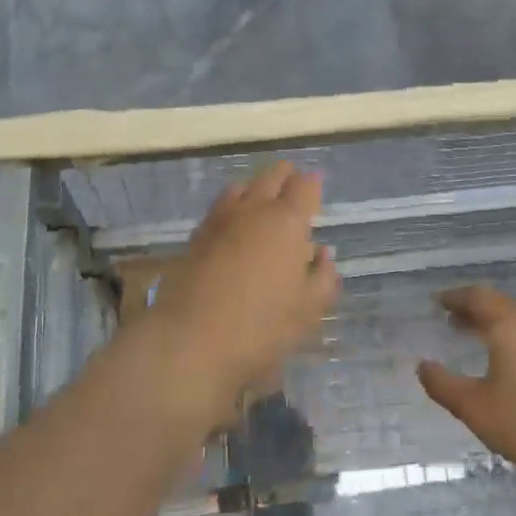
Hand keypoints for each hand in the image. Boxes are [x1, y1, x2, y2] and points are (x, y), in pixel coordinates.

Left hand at [145, 162, 338, 427]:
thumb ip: (322, 277)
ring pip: (241, 186)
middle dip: (285, 176)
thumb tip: (323, 254)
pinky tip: (234, 221)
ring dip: (256, 186)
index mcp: (287, 222)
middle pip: (271, 177)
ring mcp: (221, 220)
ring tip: (263, 197)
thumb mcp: (307, 310)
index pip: (304, 187)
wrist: (191, 339)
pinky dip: (232, 204)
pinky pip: (219, 206)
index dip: (313, 183)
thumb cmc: (261, 326)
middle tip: (293, 182)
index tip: (317, 183)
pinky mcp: (197, 235)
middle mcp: (254, 209)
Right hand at [418, 286, 515, 491]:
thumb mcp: (476, 409)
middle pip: (501, 309)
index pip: (479, 297)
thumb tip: (422, 366)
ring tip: (477, 345)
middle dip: (474, 311)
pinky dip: (514, 347)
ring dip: (495, 329)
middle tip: (452, 321)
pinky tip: (511, 374)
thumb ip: (445, 386)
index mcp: (509, 329)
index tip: (438, 302)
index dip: (456, 297)